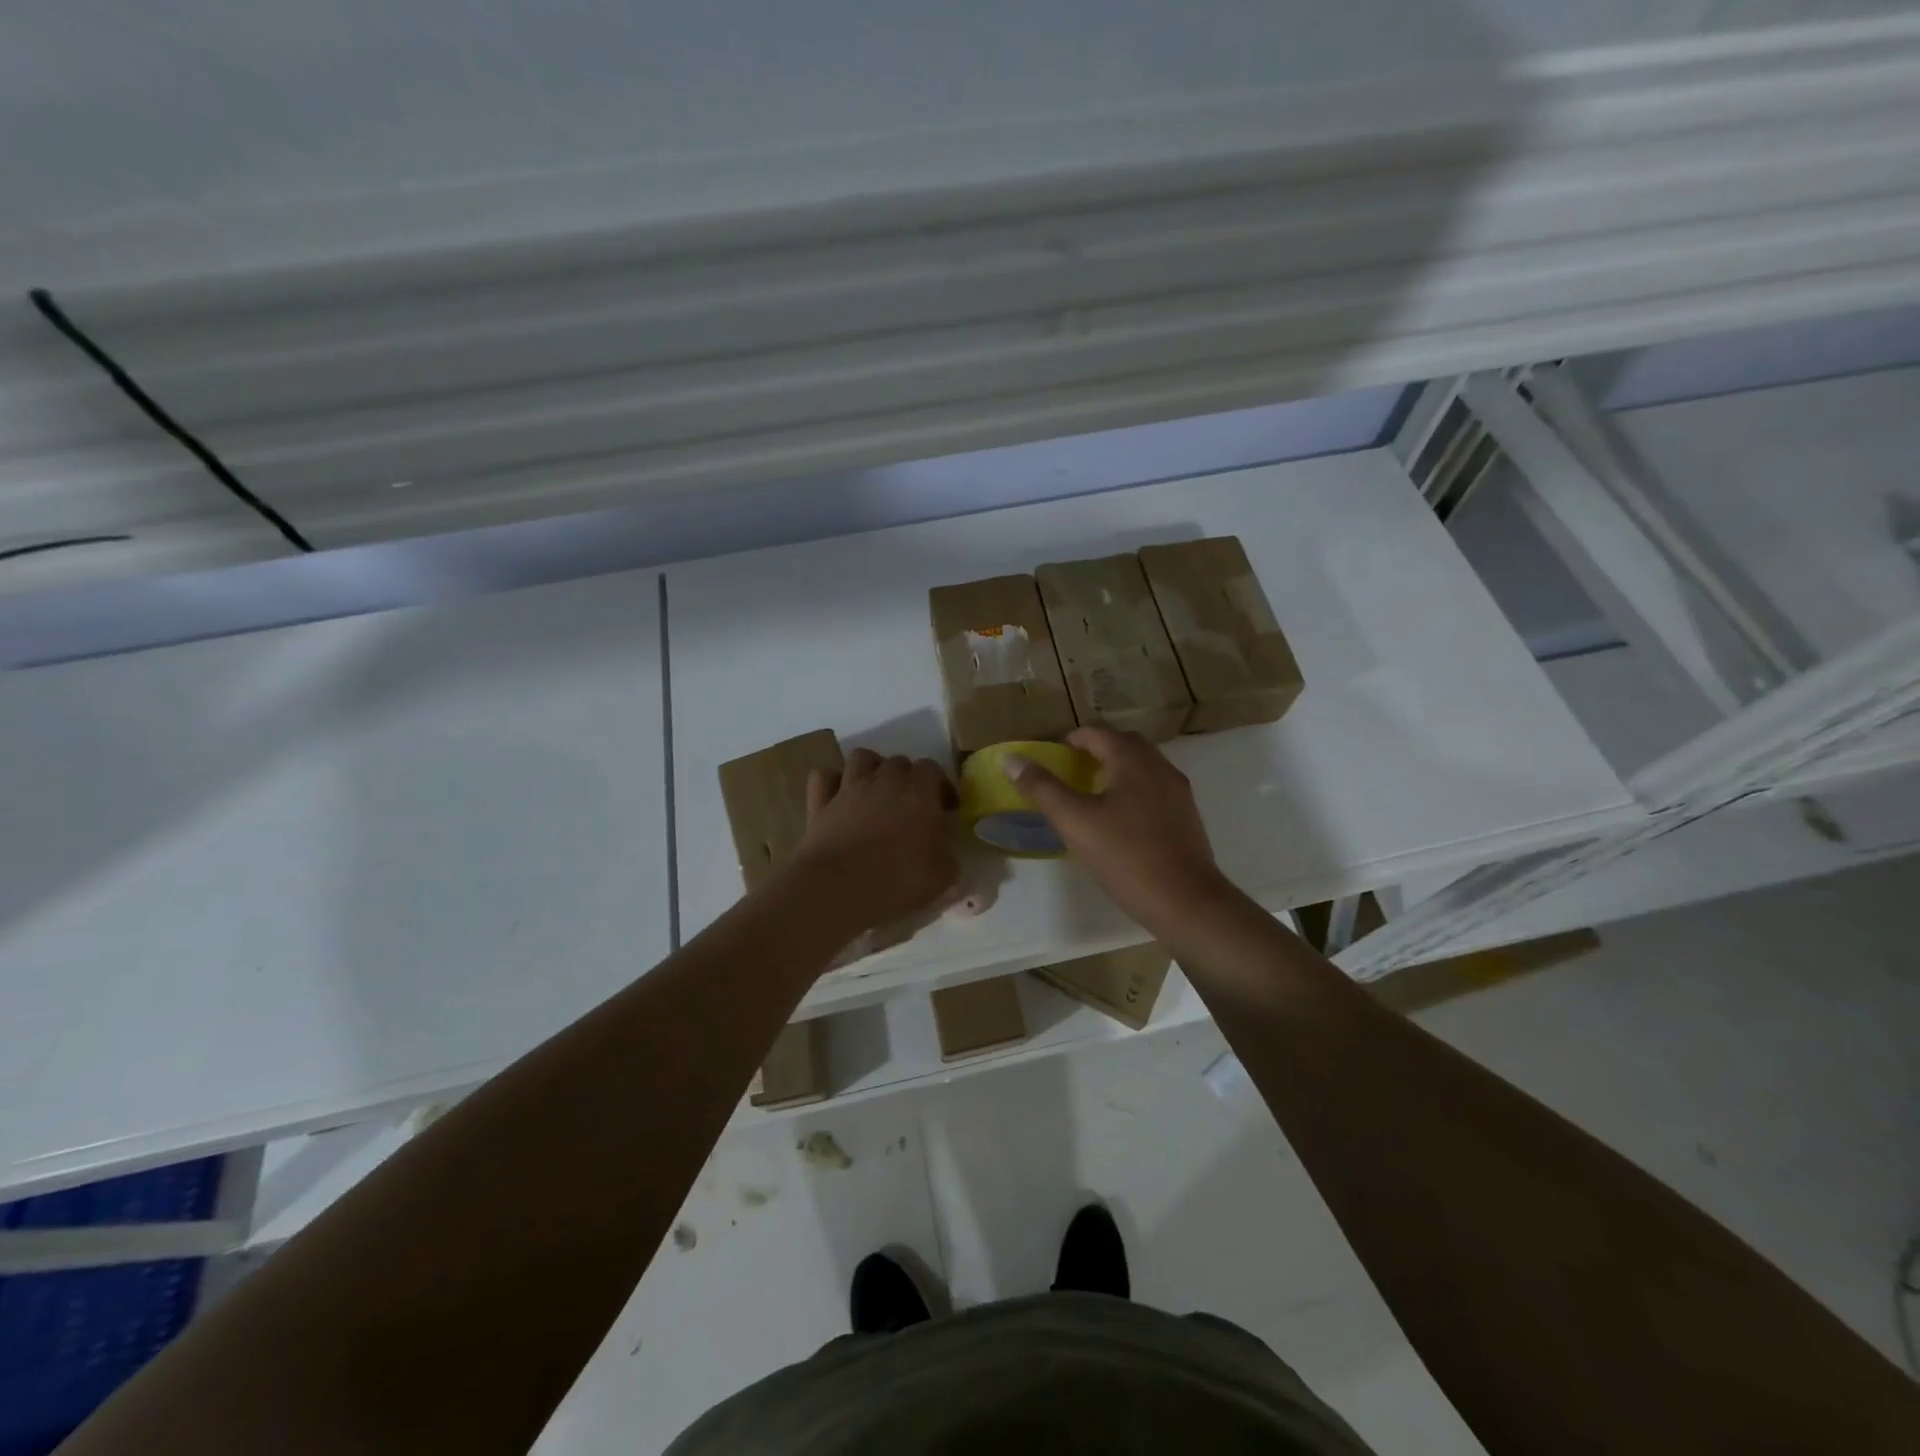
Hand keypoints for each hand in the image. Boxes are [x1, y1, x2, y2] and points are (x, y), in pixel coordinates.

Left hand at [789, 748, 959, 933]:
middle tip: (911, 806)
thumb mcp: (942, 875)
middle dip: (908, 778)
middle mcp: (884, 780)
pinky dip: (832, 781)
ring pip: (861, 757)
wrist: (838, 889)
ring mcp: (849, 788)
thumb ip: (947, 853)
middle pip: (899, 761)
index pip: (932, 769)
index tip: (944, 809)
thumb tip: (942, 845)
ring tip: (876, 792)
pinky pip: (824, 776)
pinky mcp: (820, 802)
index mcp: (919, 792)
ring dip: (871, 769)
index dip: (940, 786)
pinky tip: (839, 797)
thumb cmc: (897, 881)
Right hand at [1006, 727, 1232, 932]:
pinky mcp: (1187, 817)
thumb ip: (1042, 788)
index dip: (1069, 740)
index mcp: (1133, 761)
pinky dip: (1133, 791)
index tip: (1050, 757)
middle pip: (1124, 744)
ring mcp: (1178, 793)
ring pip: (1143, 767)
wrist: (1186, 901)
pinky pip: (1154, 789)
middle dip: (1096, 750)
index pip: (1097, 733)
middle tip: (1070, 771)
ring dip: (1116, 770)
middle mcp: (1160, 767)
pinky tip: (1119, 821)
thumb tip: (1011, 759)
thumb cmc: (1126, 856)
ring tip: (1091, 796)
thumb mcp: (1074, 821)